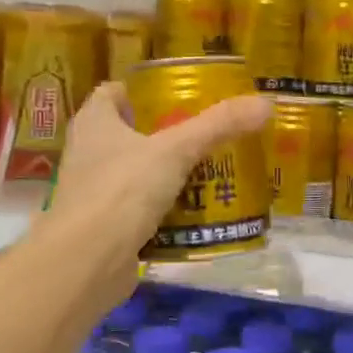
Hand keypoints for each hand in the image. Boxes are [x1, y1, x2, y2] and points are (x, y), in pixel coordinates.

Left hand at [37, 82, 271, 307]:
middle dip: (165, 132)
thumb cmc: (122, 190)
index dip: (142, 90)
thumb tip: (265, 103)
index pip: (113, 93)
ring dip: (167, 172)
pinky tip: (198, 210)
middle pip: (129, 133)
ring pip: (136, 173)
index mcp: (95, 123)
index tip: (178, 94)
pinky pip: (141, 209)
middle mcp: (89, 153)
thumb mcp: (177, 150)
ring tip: (211, 168)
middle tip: (207, 132)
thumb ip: (219, 125)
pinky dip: (166, 208)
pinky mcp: (106, 227)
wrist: (87, 262)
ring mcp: (95, 192)